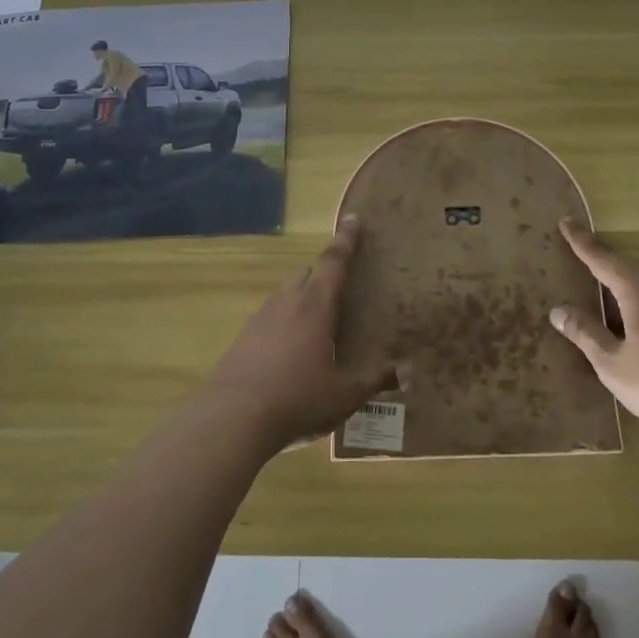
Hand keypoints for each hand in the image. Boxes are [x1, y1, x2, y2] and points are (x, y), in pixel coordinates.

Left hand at [205, 216, 389, 447]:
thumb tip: (405, 372)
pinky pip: (268, 319)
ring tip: (315, 325)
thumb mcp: (344, 395)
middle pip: (306, 274)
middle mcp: (287, 303)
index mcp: (316, 306)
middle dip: (322, 274)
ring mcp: (260, 319)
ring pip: (284, 295)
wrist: (232, 418)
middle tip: (338, 289)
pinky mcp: (242, 339)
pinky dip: (282, 324)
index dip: (346, 241)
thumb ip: (374, 380)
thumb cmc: (298, 398)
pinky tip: (288, 352)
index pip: (334, 262)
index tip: (353, 219)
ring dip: (301, 300)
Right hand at [548, 219, 638, 438]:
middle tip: (588, 271)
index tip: (566, 222)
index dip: (581, 242)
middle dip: (609, 266)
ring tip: (618, 303)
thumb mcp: (613, 364)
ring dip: (634, 286)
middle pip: (631, 267)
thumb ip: (586, 334)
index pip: (603, 258)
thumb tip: (558, 311)